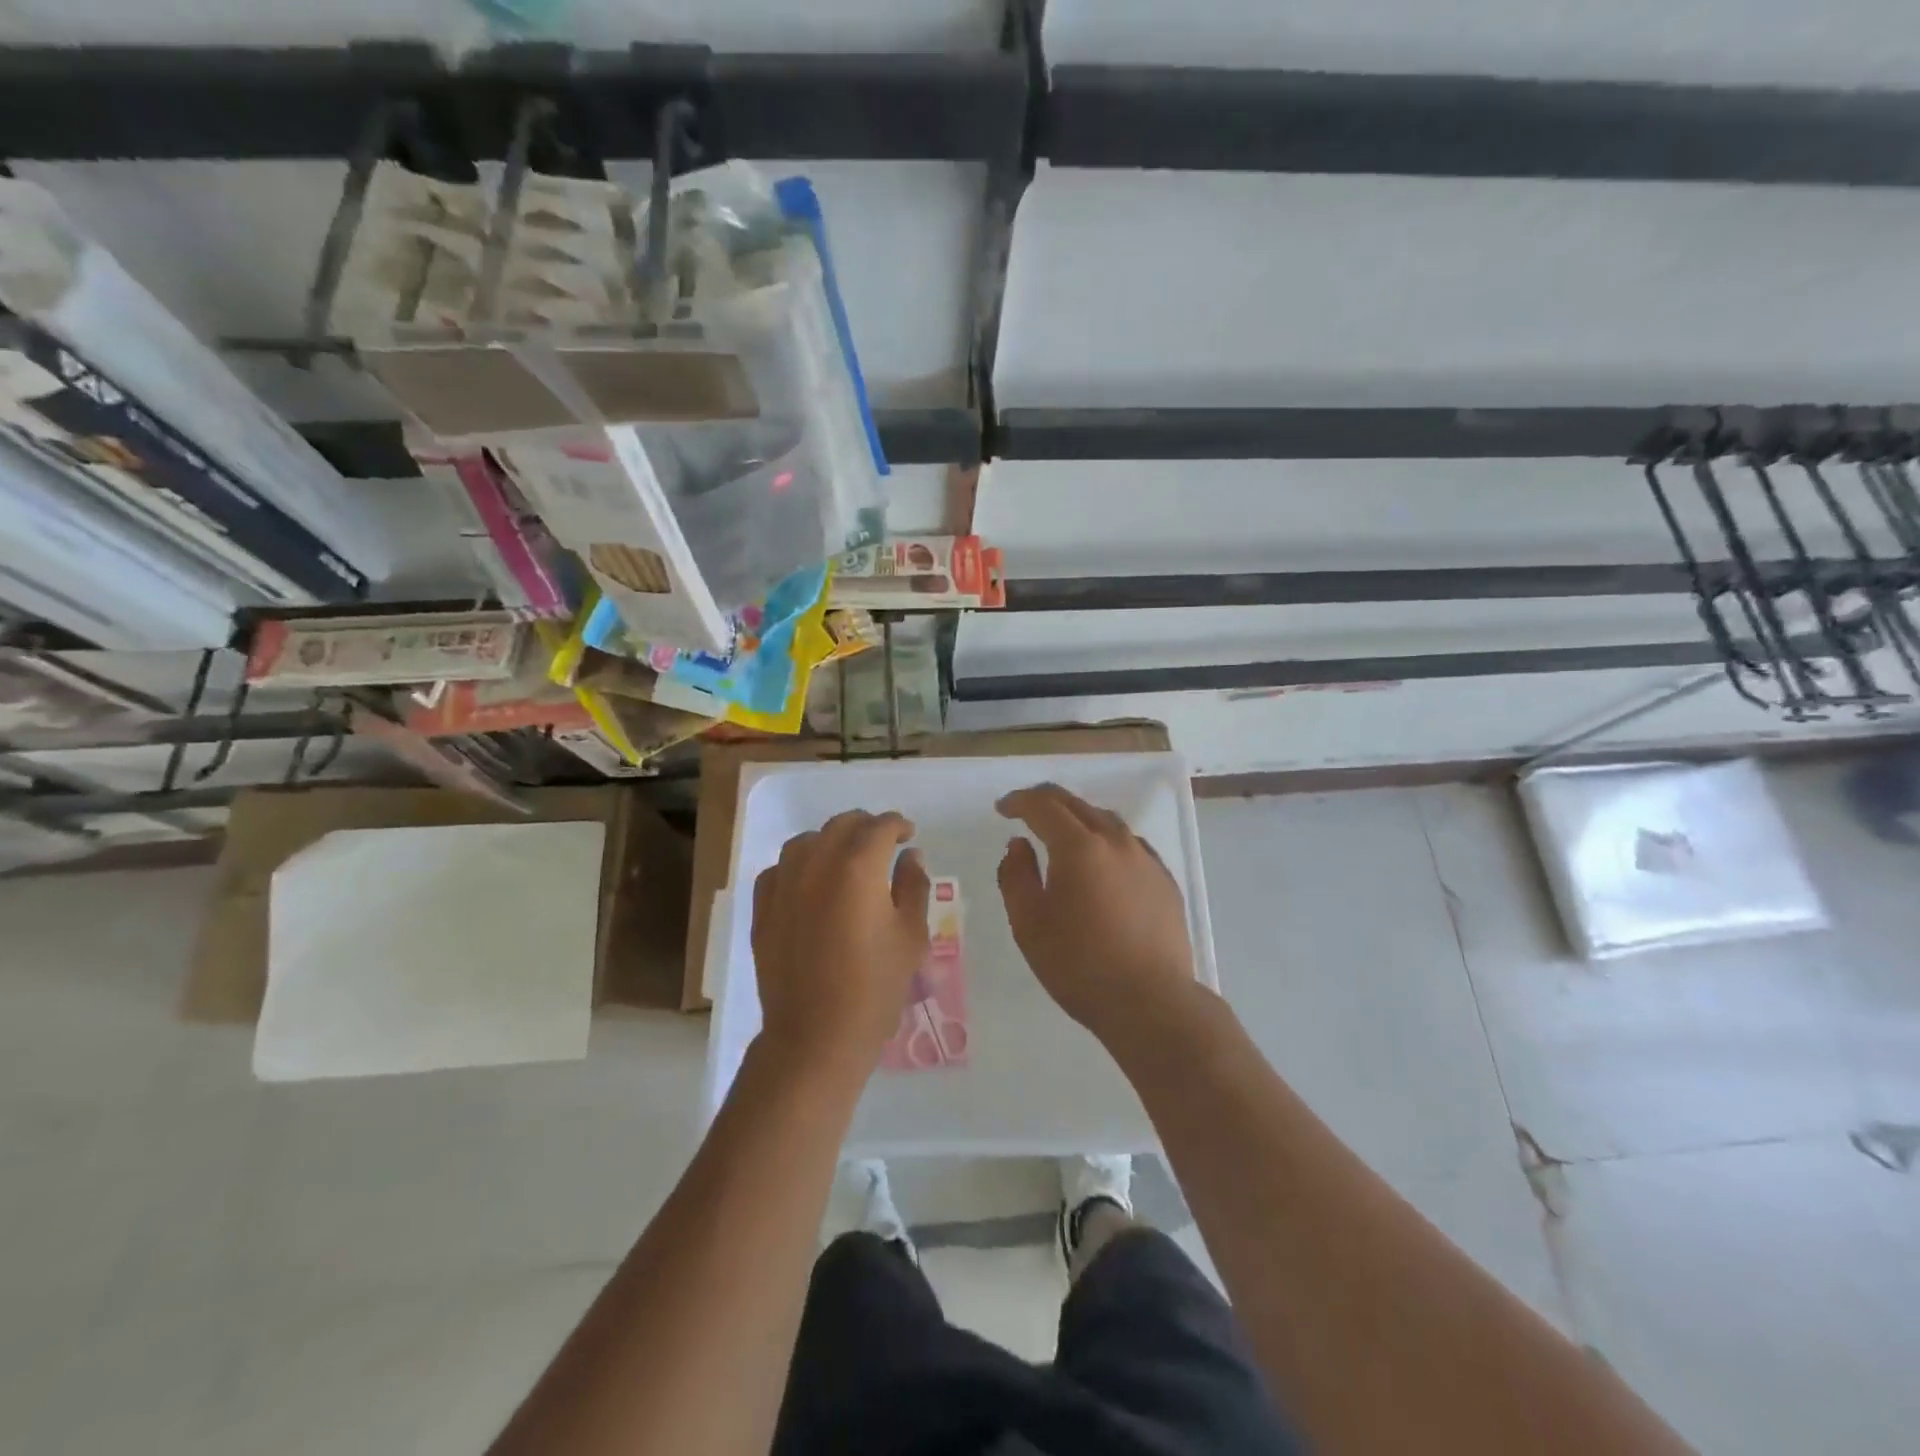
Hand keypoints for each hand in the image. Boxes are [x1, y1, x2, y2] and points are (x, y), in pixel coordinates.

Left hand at [752, 810, 930, 1083]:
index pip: (881, 826)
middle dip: (867, 828)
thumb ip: (913, 886)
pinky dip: (800, 866)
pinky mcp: (762, 908)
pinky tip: (810, 884)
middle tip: (884, 846)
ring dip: (831, 842)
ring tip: (846, 861)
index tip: (909, 836)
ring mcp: (783, 884)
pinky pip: (780, 869)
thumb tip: (911, 856)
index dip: (899, 825)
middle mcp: (817, 863)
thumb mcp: (911, 936)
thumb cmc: (875, 987)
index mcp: (858, 866)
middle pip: (843, 825)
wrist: (816, 1036)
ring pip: (807, 841)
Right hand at [997, 783, 1200, 1052]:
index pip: (1044, 806)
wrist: (1150, 1002)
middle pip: (1077, 804)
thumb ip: (1016, 876)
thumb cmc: (1079, 965)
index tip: (1002, 809)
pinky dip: (1106, 840)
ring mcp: (1146, 859)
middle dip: (1046, 802)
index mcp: (1079, 847)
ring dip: (1078, 818)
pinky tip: (1102, 862)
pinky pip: (1130, 844)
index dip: (1019, 801)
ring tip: (1062, 834)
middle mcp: (1116, 841)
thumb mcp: (1028, 924)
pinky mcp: (1165, 880)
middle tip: (1025, 811)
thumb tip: (1018, 845)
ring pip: (1107, 821)